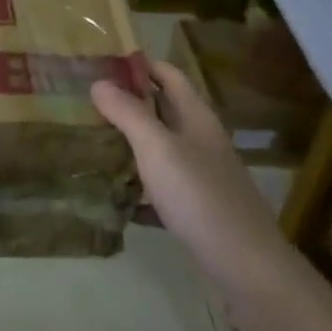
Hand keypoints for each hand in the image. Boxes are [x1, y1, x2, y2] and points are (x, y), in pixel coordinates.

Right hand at [91, 60, 294, 301]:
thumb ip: (129, 114)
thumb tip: (99, 82)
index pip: (168, 76)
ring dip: (129, 142)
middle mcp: (201, 142)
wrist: (247, 268)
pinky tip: (112, 196)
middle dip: (128, 102)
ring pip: (159, 149)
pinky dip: (136, 186)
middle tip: (84, 101)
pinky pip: (159, 187)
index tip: (100, 62)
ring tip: (89, 141)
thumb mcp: (159, 150)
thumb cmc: (201, 198)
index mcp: (196, 118)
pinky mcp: (195, 210)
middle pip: (163, 110)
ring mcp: (200, 177)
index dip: (139, 65)